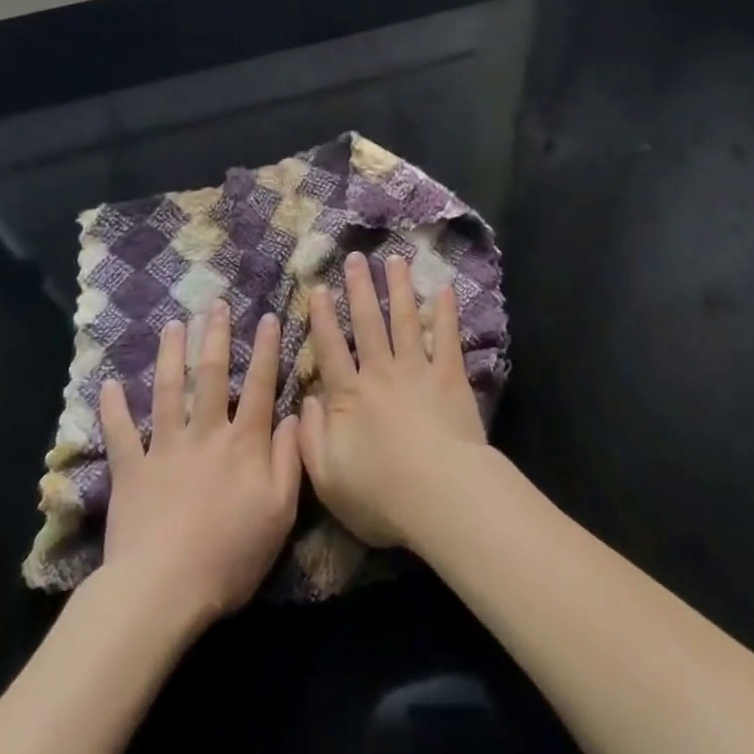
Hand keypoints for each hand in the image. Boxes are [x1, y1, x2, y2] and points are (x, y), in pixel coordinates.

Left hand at [92, 302, 300, 629]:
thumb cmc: (230, 554)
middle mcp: (206, 433)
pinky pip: (121, 435)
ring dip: (171, 355)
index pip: (261, 385)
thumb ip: (290, 459)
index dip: (267, 349)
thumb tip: (295, 415)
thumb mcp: (280, 511)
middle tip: (215, 304)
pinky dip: (113, 409)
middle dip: (216, 336)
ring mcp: (165, 449)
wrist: (162, 591)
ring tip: (173, 325)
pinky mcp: (131, 472)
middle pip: (213, 375)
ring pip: (169, 391)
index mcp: (244, 442)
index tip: (269, 316)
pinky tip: (108, 385)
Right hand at [299, 252, 490, 548]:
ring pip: (405, 319)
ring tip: (394, 259)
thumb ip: (310, 438)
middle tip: (355, 257)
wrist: (439, 494)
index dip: (323, 317)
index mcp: (349, 397)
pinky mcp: (449, 375)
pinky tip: (444, 288)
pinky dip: (445, 311)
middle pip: (368, 323)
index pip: (331, 349)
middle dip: (360, 288)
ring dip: (399, 287)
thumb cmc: (380, 495)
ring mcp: (417, 370)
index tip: (319, 288)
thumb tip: (303, 402)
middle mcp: (381, 373)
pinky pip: (446, 337)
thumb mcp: (327, 479)